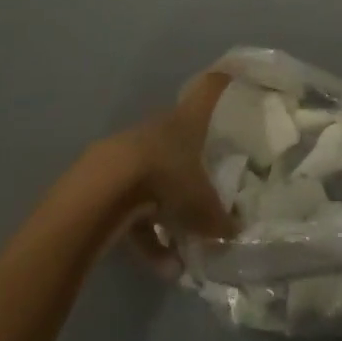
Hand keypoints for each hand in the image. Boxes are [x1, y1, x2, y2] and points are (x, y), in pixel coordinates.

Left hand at [106, 71, 236, 276]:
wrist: (105, 189)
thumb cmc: (167, 179)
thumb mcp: (203, 205)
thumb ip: (221, 220)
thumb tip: (236, 231)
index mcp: (188, 121)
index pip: (210, 89)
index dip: (222, 81)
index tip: (233, 73)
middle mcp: (160, 129)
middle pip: (181, 137)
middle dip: (193, 162)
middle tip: (209, 187)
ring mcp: (131, 151)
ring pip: (156, 179)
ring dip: (169, 214)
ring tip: (182, 254)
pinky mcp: (107, 179)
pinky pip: (134, 208)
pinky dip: (147, 236)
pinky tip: (161, 266)